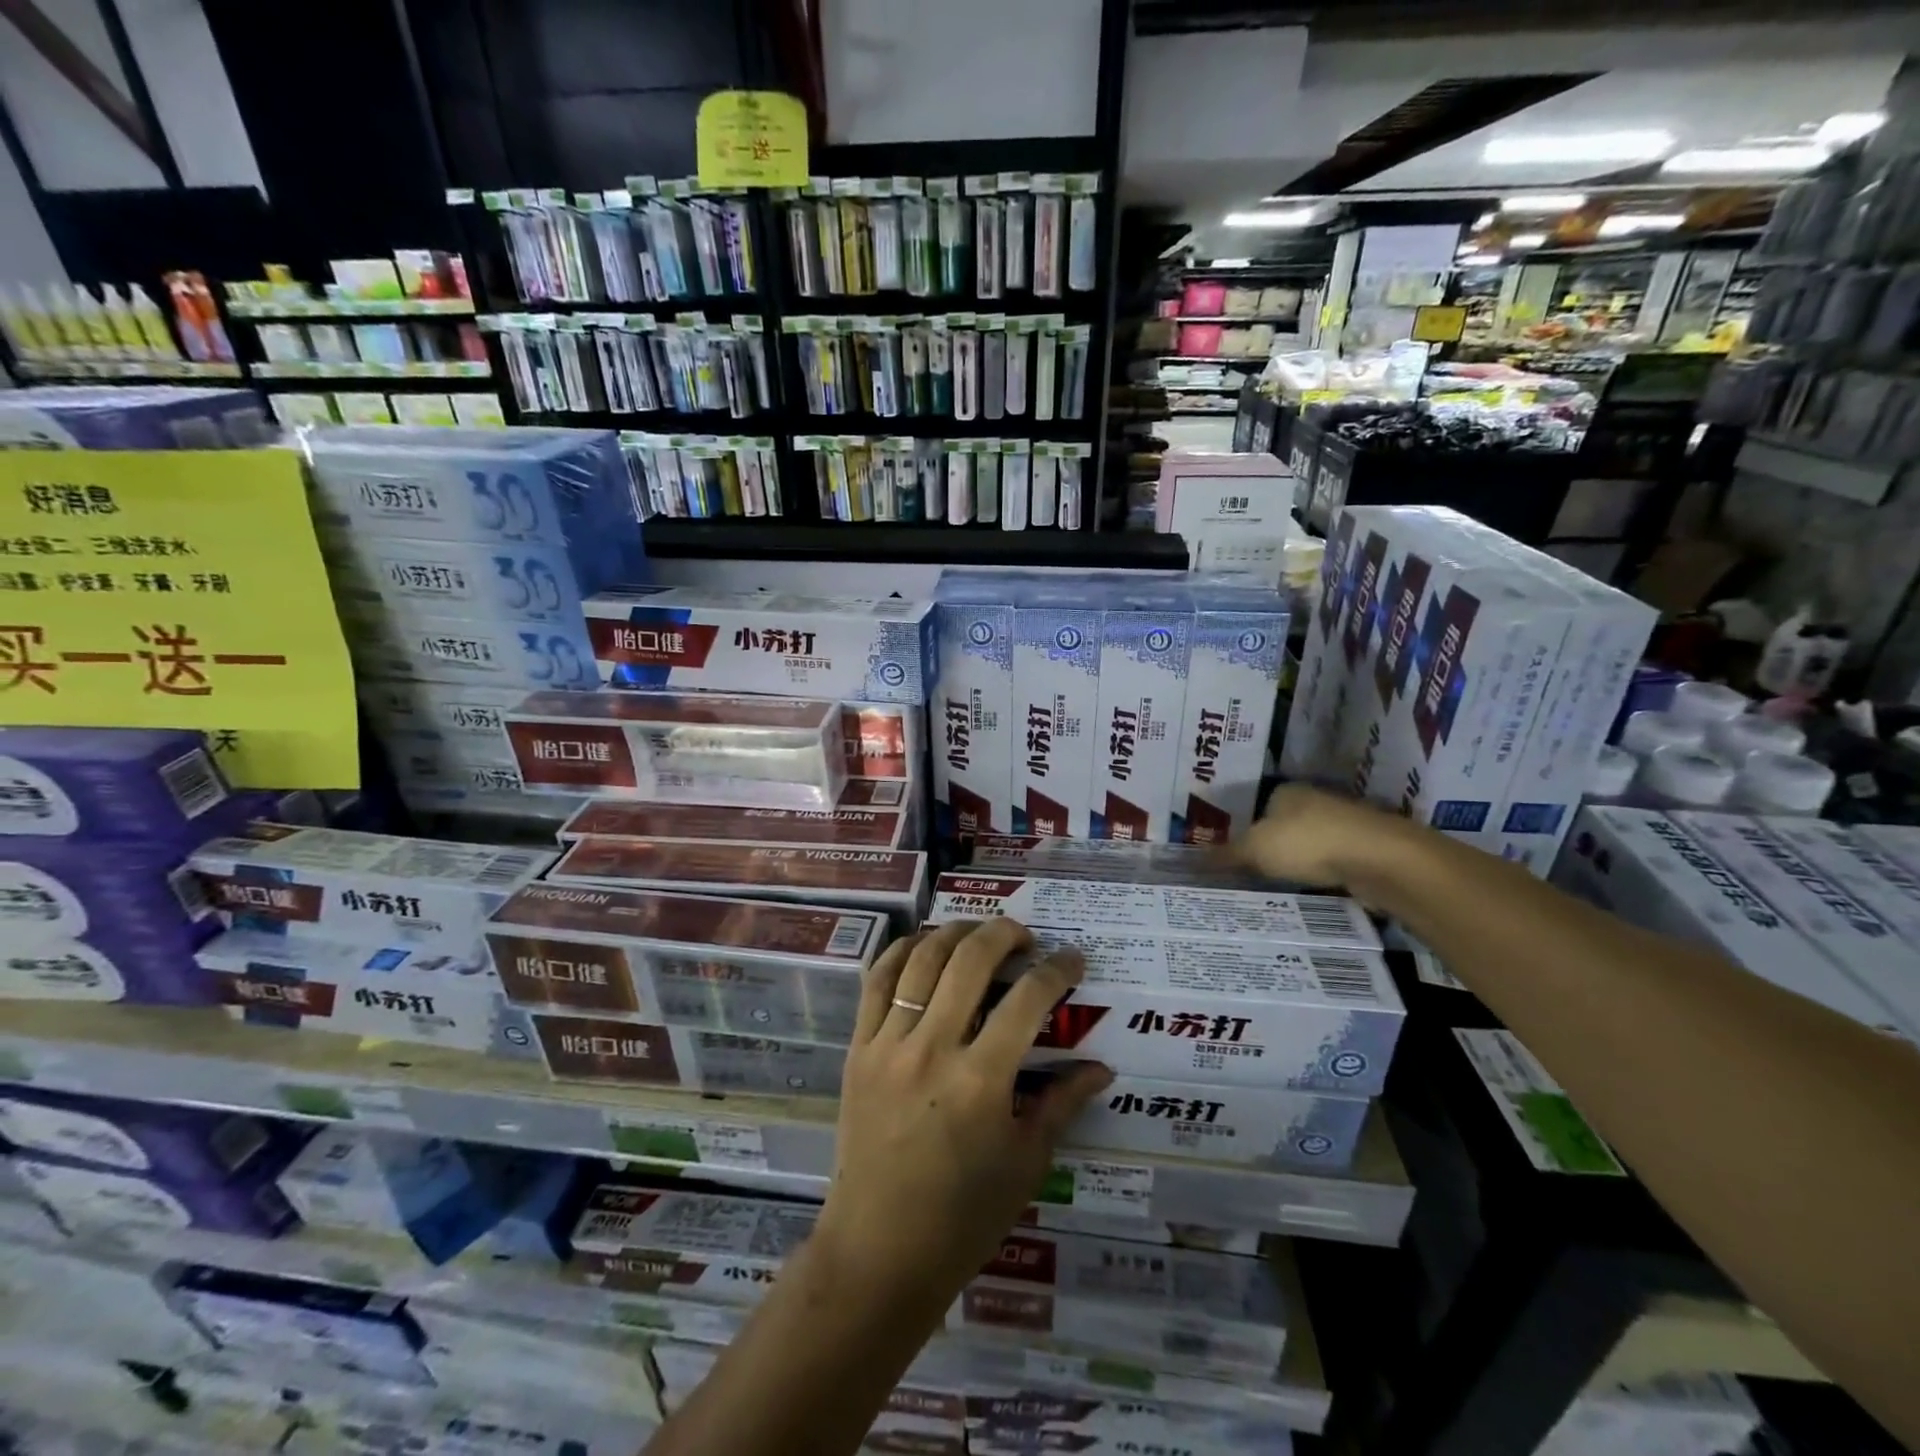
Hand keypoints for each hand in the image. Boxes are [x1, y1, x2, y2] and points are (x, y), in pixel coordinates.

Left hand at [810, 919, 1112, 1318]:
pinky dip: (901, 951)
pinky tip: (922, 945)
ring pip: (921, 959)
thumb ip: (1062, 1103)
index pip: (1028, 999)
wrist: (878, 1251)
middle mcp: (933, 1048)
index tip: (1072, 958)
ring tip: (977, 933)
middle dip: (1004, 933)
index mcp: (981, 1080)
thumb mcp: (1025, 1163)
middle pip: (971, 960)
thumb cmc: (962, 1217)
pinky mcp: (858, 1048)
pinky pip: (876, 981)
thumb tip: (1100, 1067)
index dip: (1057, 970)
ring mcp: (888, 1044)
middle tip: (1025, 936)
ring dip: (955, 932)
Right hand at [1233, 784, 1419, 892]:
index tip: (1232, 856)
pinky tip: (1309, 892)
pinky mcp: (1365, 850)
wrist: (1381, 861)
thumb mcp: (1254, 850)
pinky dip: (1321, 876)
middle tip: (1248, 875)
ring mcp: (1344, 824)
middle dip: (1270, 848)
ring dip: (1298, 863)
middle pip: (1283, 826)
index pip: (1256, 808)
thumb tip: (1189, 861)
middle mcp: (1315, 800)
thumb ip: (1224, 856)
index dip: (1243, 830)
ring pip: (1310, 845)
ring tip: (1275, 888)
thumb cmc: (1308, 843)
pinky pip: (1332, 864)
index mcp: (1285, 791)